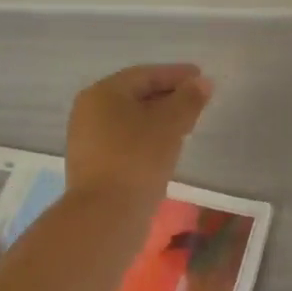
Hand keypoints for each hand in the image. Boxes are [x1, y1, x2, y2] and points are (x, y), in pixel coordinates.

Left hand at [65, 63, 213, 207]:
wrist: (105, 216)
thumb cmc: (138, 159)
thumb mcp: (170, 124)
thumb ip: (188, 99)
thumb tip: (202, 82)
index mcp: (103, 93)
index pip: (145, 75)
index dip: (176, 74)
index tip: (201, 77)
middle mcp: (89, 110)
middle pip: (136, 95)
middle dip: (168, 96)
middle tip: (197, 101)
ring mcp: (88, 139)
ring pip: (130, 119)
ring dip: (159, 118)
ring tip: (187, 124)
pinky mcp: (93, 164)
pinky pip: (125, 140)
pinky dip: (147, 137)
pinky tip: (166, 147)